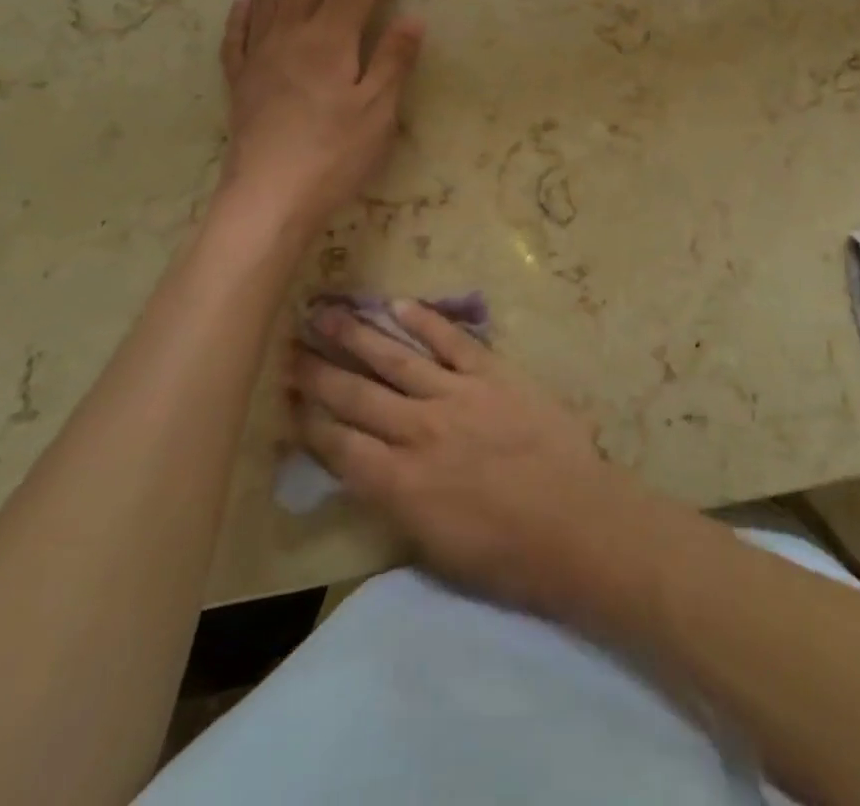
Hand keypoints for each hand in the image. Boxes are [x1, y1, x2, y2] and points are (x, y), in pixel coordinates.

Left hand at [218, 0, 424, 233]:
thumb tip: (412, 17)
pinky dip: (241, 13)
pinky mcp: (240, 82)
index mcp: (329, 42)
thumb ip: (393, 60)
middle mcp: (290, 38)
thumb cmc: (334, 154)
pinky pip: (237, 36)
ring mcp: (259, 58)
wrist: (269, 196)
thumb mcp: (378, 110)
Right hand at [292, 301, 640, 620]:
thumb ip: (396, 503)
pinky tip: (399, 303)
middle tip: (289, 345)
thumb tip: (370, 472)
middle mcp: (418, 431)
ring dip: (357, 335)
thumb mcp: (434, 548)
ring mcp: (456, 396)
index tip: (284, 397)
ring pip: (395, 359)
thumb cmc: (507, 555)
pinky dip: (424, 321)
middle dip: (318, 371)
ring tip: (325, 312)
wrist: (575, 523)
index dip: (307, 421)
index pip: (339, 445)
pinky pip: (451, 341)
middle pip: (356, 395)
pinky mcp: (493, 373)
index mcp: (399, 484)